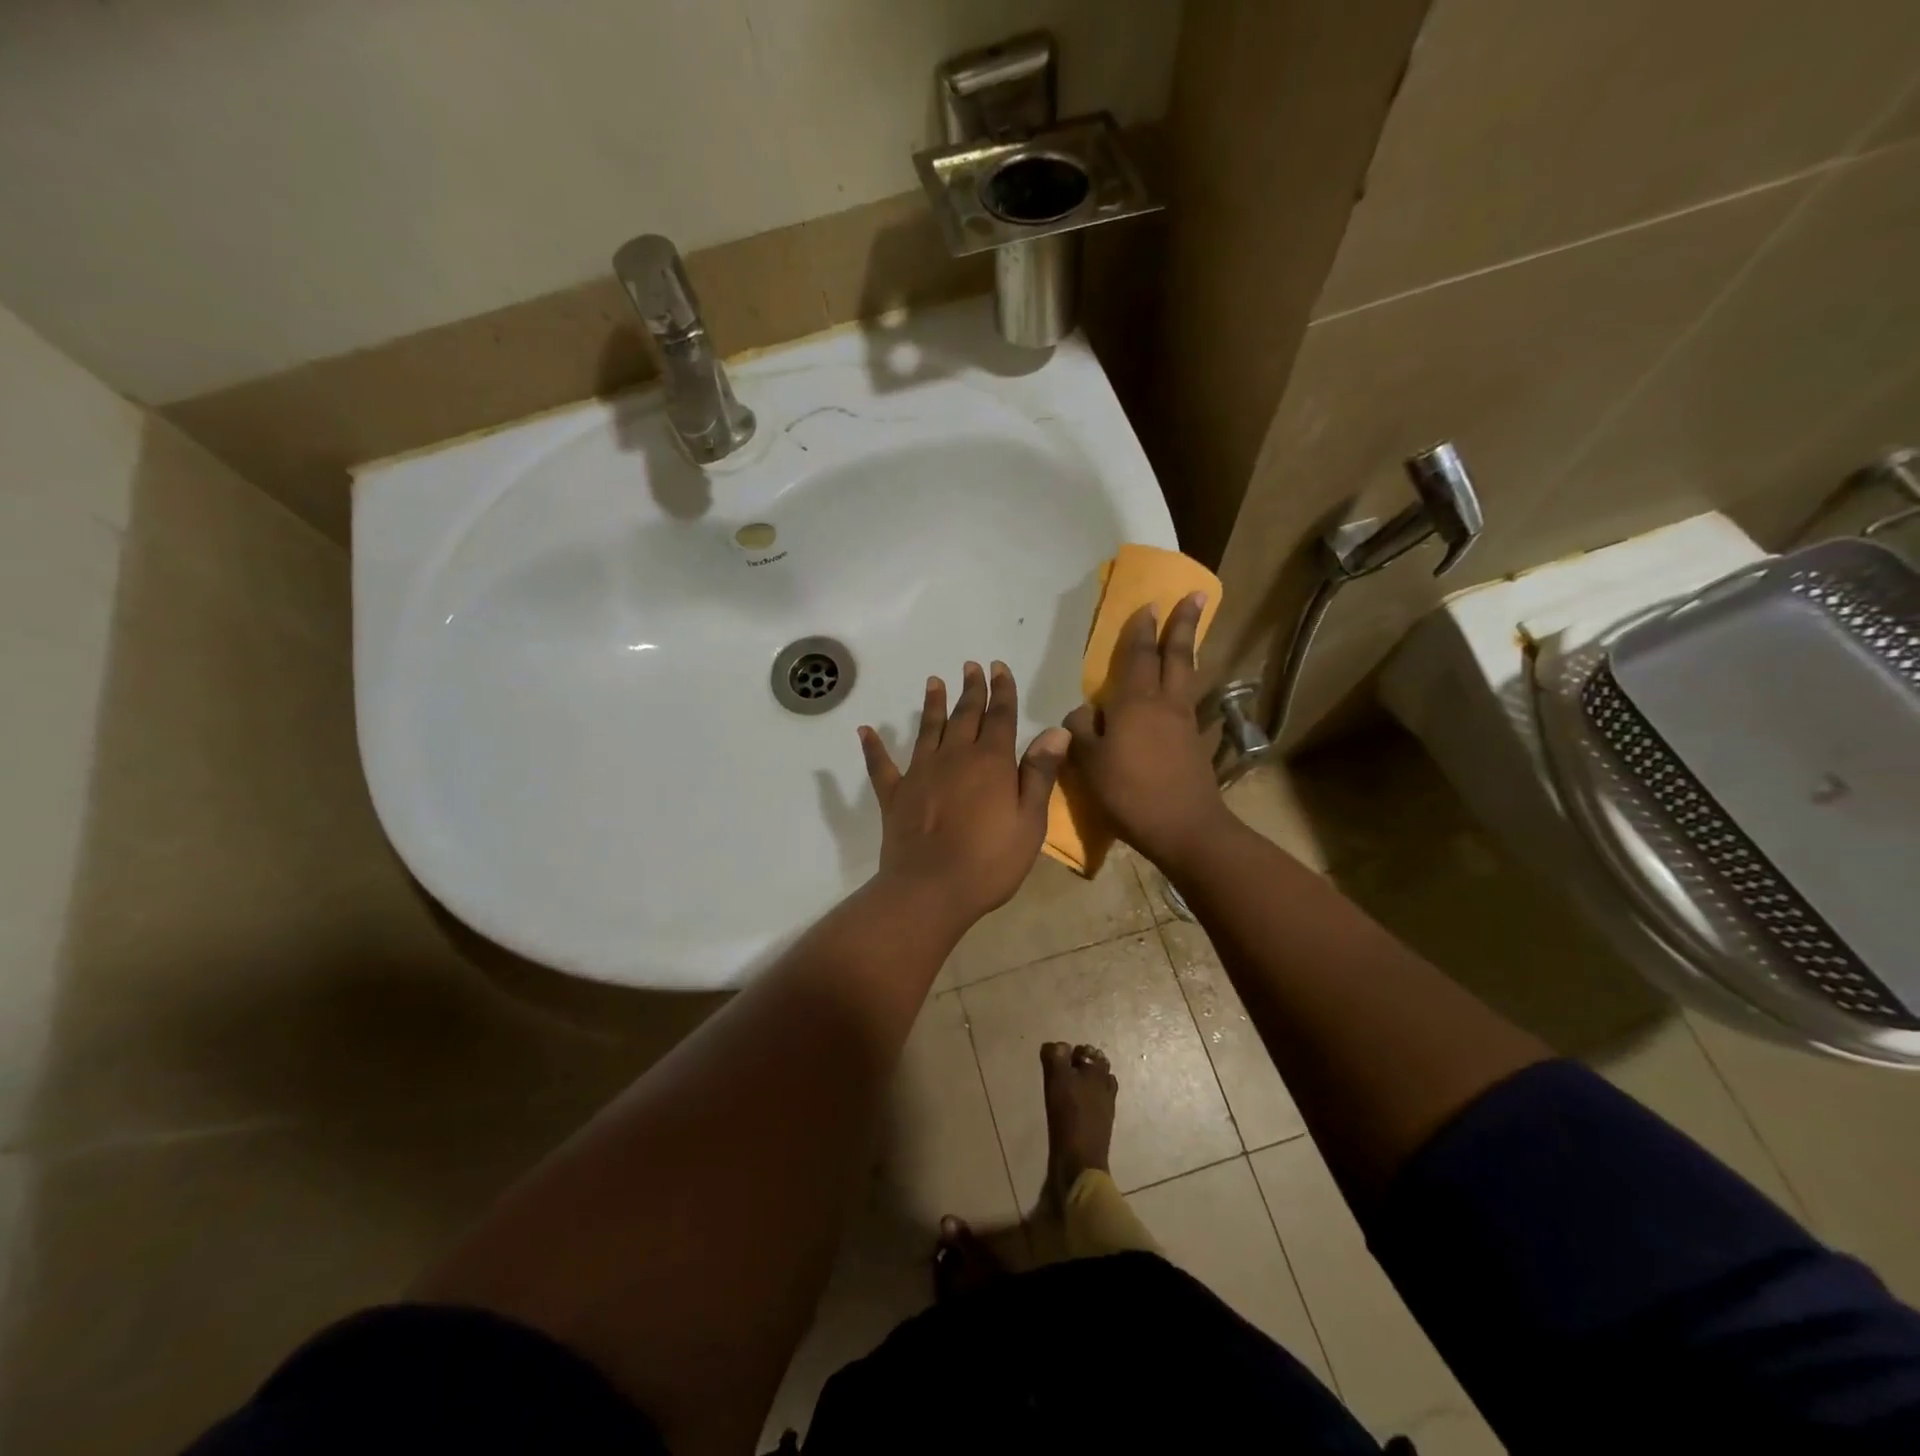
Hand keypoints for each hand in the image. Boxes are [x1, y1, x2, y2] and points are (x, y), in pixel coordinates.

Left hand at [858, 662, 1069, 930]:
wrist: (931, 889)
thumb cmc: (990, 861)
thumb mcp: (1029, 821)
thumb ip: (1039, 773)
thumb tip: (1055, 731)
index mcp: (990, 762)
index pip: (1000, 716)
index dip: (1001, 690)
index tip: (998, 668)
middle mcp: (954, 757)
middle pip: (964, 715)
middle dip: (971, 689)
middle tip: (971, 667)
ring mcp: (920, 773)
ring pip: (927, 729)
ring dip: (932, 705)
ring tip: (933, 682)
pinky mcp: (894, 795)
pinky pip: (880, 765)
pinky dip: (873, 747)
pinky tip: (865, 731)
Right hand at [1065, 593, 1226, 867]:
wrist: (1185, 828)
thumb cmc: (1130, 794)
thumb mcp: (1090, 764)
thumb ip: (1081, 732)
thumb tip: (1082, 713)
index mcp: (1135, 703)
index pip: (1138, 656)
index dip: (1141, 630)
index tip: (1148, 604)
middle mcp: (1165, 703)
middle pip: (1176, 656)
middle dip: (1182, 624)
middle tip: (1193, 596)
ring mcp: (1184, 722)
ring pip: (1186, 675)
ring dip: (1187, 649)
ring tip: (1189, 632)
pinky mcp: (1194, 742)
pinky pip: (1187, 699)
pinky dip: (1184, 682)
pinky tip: (1179, 687)